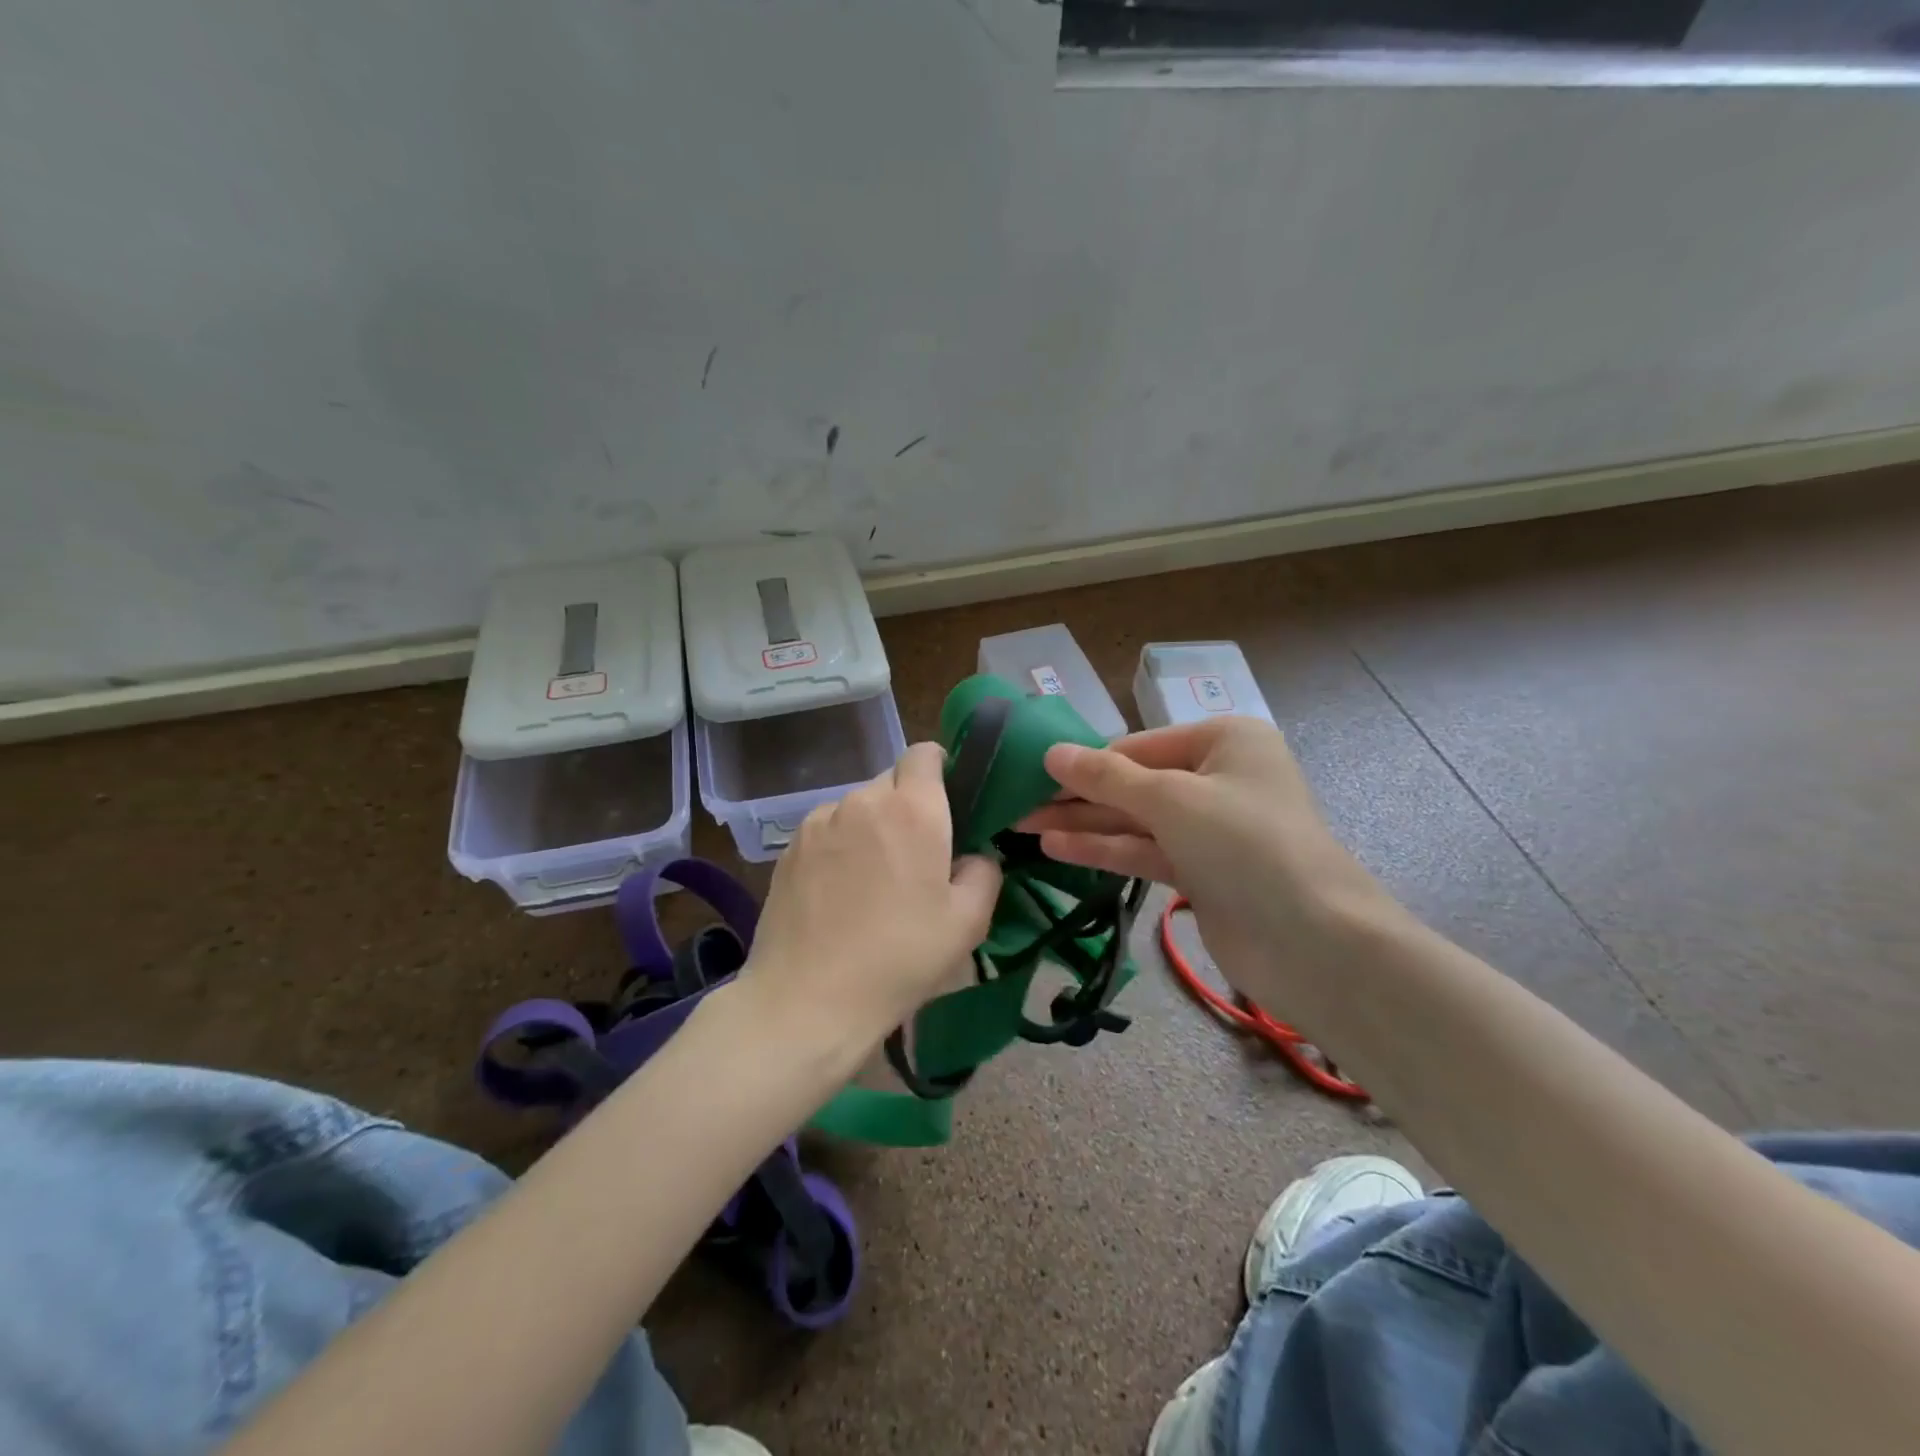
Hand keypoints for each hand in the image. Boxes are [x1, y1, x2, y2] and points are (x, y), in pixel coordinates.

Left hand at [743, 742, 1002, 1050]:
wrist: (807, 999)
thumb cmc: (899, 959)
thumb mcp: (968, 922)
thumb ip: (984, 872)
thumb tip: (974, 855)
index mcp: (913, 809)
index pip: (926, 753)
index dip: (940, 770)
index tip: (949, 806)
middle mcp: (863, 800)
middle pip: (892, 781)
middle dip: (909, 805)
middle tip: (918, 855)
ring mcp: (819, 821)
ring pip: (858, 806)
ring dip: (873, 826)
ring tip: (874, 880)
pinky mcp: (789, 847)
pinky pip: (828, 829)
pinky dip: (841, 845)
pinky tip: (840, 892)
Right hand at [1018, 718, 1391, 1005]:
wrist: (1315, 943)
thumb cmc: (1247, 845)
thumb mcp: (1173, 799)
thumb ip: (1108, 777)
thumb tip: (1052, 752)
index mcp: (1224, 741)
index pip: (1139, 745)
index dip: (1086, 761)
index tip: (1033, 773)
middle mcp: (1218, 778)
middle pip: (1134, 783)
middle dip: (1078, 795)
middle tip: (1018, 803)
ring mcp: (1210, 829)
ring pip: (1135, 820)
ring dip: (1083, 824)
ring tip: (1023, 826)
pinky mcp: (1201, 872)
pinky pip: (1144, 851)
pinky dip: (1104, 850)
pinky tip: (1056, 848)